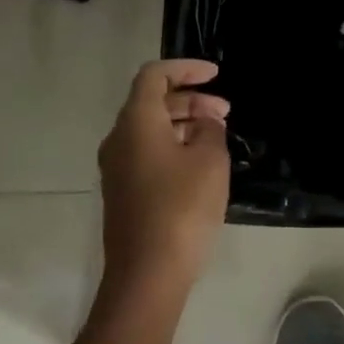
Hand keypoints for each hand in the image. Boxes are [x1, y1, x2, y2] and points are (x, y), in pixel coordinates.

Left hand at [97, 59, 230, 297]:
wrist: (147, 275)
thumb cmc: (181, 209)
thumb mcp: (209, 161)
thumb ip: (209, 130)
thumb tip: (204, 123)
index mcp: (136, 123)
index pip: (154, 75)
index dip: (186, 68)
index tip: (216, 75)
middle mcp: (119, 139)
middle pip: (152, 102)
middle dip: (191, 99)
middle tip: (226, 112)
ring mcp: (117, 168)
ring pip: (151, 129)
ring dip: (185, 124)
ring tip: (218, 136)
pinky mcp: (123, 192)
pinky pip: (148, 153)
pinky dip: (175, 145)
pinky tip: (201, 163)